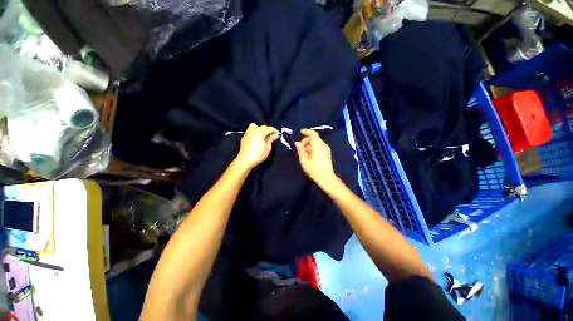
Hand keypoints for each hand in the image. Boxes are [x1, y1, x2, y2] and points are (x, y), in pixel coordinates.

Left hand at [236, 123, 278, 168]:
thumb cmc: (257, 156)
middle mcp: (253, 131)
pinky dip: (255, 131)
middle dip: (268, 130)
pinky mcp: (244, 137)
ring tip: (263, 136)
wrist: (245, 161)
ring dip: (261, 129)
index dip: (275, 131)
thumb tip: (275, 135)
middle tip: (272, 137)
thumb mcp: (267, 148)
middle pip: (263, 126)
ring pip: (256, 126)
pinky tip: (256, 138)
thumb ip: (271, 140)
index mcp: (260, 133)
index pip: (269, 128)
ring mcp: (248, 133)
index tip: (278, 135)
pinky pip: (250, 130)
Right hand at [295, 129, 336, 185]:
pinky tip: (309, 155)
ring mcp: (326, 149)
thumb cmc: (314, 169)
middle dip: (306, 140)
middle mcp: (323, 146)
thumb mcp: (304, 160)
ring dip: (309, 144)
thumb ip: (300, 150)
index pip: (313, 134)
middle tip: (300, 147)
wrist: (326, 178)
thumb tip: (297, 143)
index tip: (300, 132)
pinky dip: (313, 147)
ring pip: (317, 142)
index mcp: (318, 146)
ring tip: (304, 152)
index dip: (306, 131)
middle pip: (314, 138)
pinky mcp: (327, 153)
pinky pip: (319, 146)